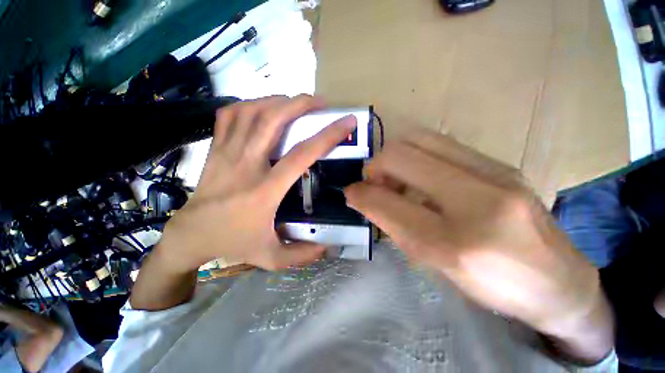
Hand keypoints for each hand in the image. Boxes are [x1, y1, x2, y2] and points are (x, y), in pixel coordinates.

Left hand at [156, 95, 356, 271]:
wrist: (189, 235)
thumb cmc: (232, 243)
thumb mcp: (270, 257)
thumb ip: (300, 255)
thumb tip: (326, 247)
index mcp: (264, 190)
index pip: (301, 155)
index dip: (327, 136)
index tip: (346, 122)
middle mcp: (246, 164)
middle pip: (274, 120)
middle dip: (301, 104)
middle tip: (320, 103)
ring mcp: (227, 152)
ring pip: (252, 111)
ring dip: (278, 101)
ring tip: (296, 102)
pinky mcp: (215, 148)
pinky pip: (230, 115)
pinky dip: (250, 104)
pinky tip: (263, 108)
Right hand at [344, 129, 613, 363]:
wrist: (560, 282)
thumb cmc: (493, 286)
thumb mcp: (435, 265)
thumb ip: (395, 226)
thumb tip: (363, 196)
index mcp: (456, 243)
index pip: (388, 204)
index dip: (361, 193)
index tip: (351, 192)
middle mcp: (477, 198)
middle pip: (401, 154)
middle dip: (376, 165)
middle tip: (374, 182)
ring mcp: (494, 172)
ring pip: (419, 139)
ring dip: (394, 156)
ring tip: (395, 177)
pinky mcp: (500, 162)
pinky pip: (440, 144)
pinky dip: (416, 155)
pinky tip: (419, 175)